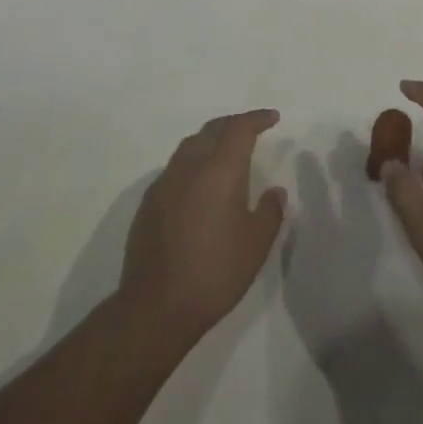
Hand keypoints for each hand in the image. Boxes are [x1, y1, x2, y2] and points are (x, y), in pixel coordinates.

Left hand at [118, 110, 286, 348]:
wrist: (157, 305)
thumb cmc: (215, 272)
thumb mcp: (256, 244)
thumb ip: (270, 211)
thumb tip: (274, 191)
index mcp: (219, 171)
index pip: (239, 129)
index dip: (256, 119)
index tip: (272, 117)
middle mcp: (189, 167)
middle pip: (212, 130)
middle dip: (234, 124)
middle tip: (252, 129)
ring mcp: (164, 183)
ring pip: (190, 146)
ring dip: (211, 140)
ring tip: (226, 151)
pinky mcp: (149, 202)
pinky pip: (175, 168)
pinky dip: (193, 163)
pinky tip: (200, 183)